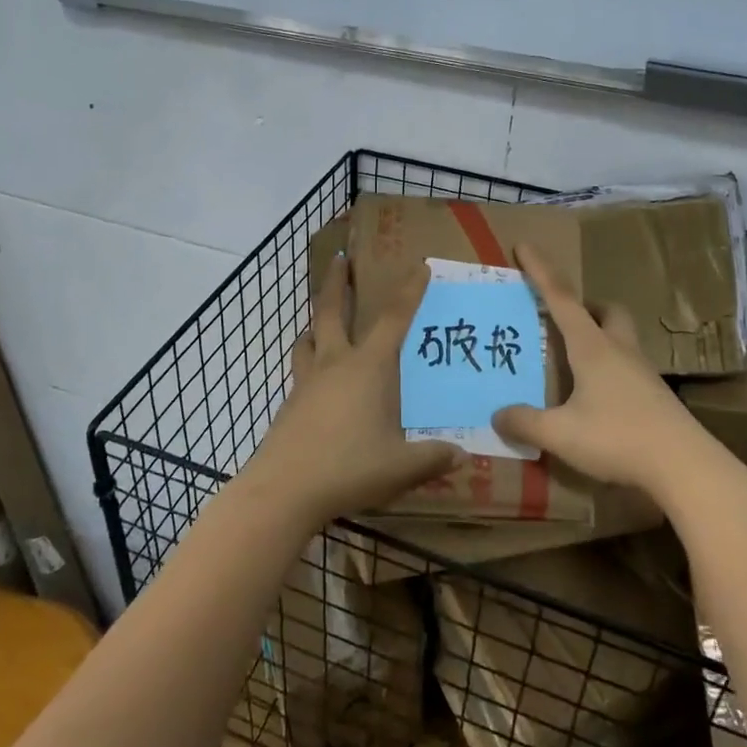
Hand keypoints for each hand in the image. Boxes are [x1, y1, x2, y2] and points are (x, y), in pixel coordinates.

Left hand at [240, 254, 458, 528]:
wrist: (285, 488)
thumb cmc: (349, 468)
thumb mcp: (401, 467)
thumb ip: (433, 458)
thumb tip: (461, 455)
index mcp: (368, 367)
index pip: (394, 319)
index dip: (409, 291)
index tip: (419, 266)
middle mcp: (336, 363)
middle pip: (333, 310)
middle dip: (338, 282)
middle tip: (340, 258)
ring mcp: (308, 381)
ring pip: (309, 337)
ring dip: (316, 321)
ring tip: (321, 320)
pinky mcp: (291, 403)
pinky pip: (301, 367)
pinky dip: (309, 358)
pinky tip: (317, 378)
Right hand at [491, 244, 710, 497]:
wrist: (686, 467)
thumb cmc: (618, 439)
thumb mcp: (561, 434)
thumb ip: (526, 423)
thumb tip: (497, 415)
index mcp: (592, 347)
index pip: (561, 299)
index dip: (540, 271)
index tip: (525, 245)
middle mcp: (619, 351)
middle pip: (606, 311)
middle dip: (585, 306)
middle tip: (563, 318)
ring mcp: (642, 373)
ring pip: (621, 337)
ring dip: (600, 335)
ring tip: (576, 359)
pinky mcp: (656, 396)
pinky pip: (628, 367)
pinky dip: (609, 369)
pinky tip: (598, 397)